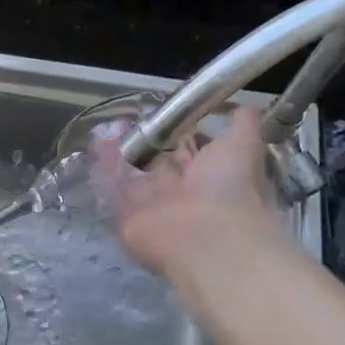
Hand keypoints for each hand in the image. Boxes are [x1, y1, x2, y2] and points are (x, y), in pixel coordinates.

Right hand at [96, 106, 280, 277]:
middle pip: (156, 162)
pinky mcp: (128, 218)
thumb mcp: (243, 147)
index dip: (173, 129)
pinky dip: (105, 170)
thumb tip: (247, 106)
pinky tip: (97, 145)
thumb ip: (243, 126)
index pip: (186, 147)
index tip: (157, 109)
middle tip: (123, 118)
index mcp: (208, 173)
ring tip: (103, 129)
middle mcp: (180, 190)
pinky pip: (114, 191)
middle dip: (142, 142)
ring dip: (119, 153)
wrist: (207, 237)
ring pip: (133, 175)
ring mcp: (153, 205)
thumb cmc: (229, 189)